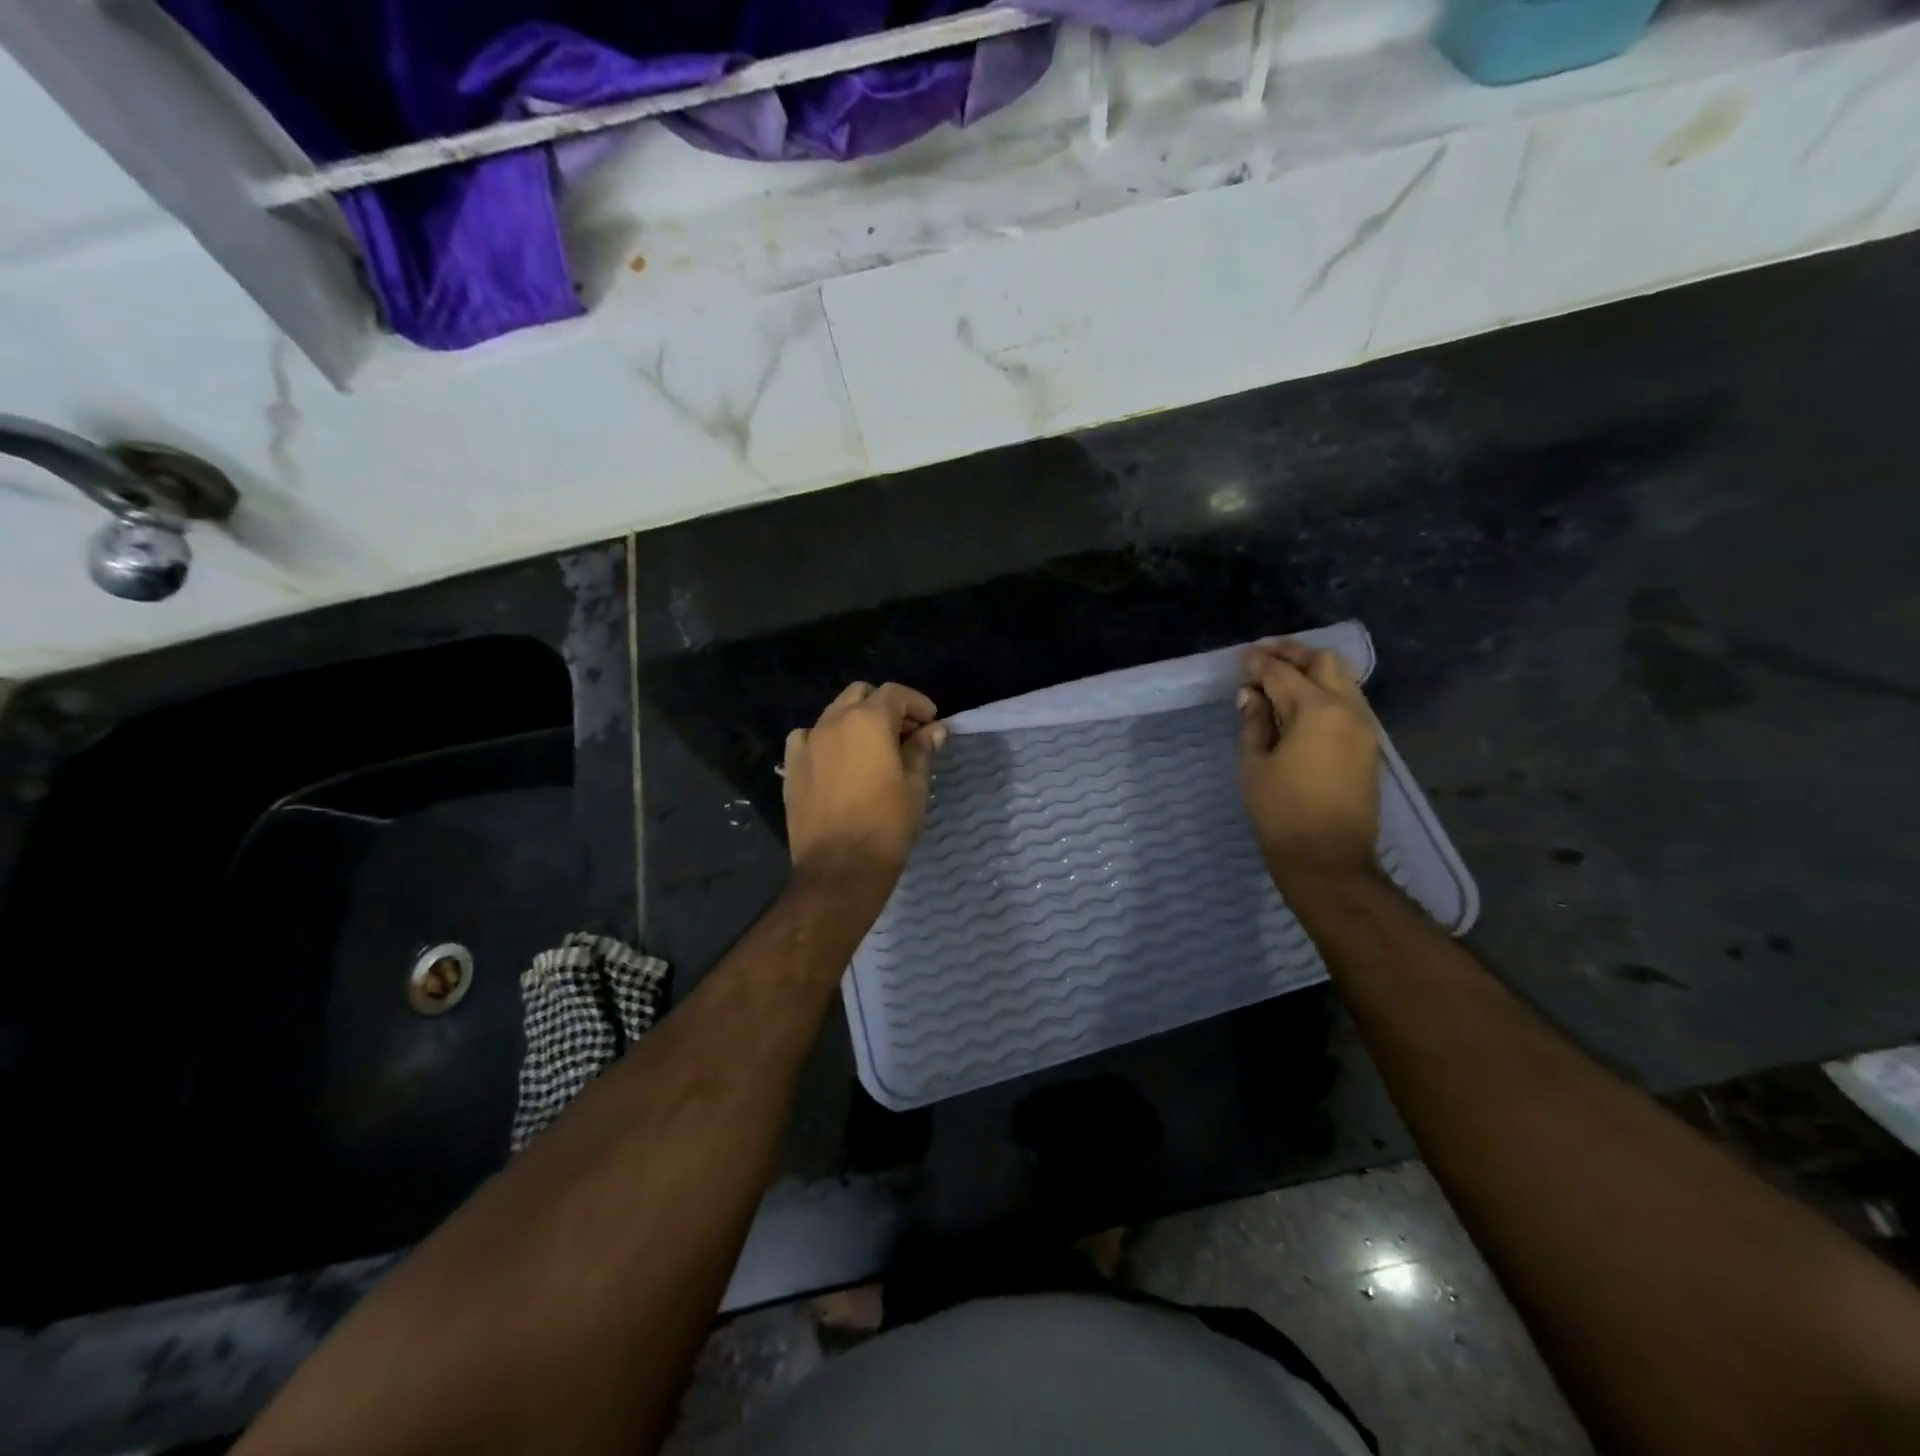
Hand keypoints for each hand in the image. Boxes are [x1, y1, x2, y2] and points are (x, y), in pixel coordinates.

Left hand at [784, 681, 946, 891]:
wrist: (840, 868)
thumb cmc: (887, 825)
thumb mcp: (914, 785)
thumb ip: (921, 750)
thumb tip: (933, 730)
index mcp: (868, 721)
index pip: (895, 693)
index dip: (917, 703)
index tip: (931, 722)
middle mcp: (834, 722)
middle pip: (861, 694)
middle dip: (885, 706)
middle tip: (905, 733)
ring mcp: (808, 743)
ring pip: (834, 713)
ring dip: (856, 720)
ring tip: (873, 747)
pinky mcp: (792, 766)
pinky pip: (808, 737)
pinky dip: (825, 738)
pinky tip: (837, 759)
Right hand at [1237, 640, 1380, 882]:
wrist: (1328, 857)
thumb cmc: (1281, 812)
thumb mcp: (1253, 765)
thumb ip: (1253, 722)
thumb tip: (1250, 695)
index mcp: (1315, 711)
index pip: (1282, 673)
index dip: (1258, 663)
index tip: (1241, 659)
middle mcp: (1347, 709)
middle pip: (1323, 662)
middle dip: (1292, 655)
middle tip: (1264, 658)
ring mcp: (1364, 725)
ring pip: (1343, 678)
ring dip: (1313, 671)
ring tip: (1282, 678)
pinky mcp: (1369, 743)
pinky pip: (1349, 700)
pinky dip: (1326, 690)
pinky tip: (1302, 704)